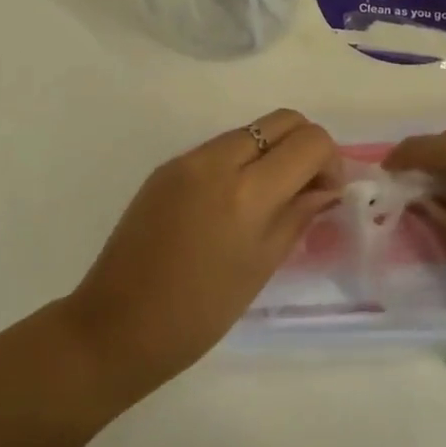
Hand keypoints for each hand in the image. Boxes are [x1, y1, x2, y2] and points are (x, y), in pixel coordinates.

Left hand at [66, 109, 341, 396]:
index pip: (309, 141)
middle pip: (282, 120)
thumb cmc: (198, 313)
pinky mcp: (166, 167)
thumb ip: (298, 215)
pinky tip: (233, 205)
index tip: (326, 194)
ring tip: (270, 199)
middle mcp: (216, 161)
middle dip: (305, 146)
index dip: (330, 161)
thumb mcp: (260, 266)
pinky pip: (219, 148)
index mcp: (245, 192)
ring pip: (250, 131)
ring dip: (272, 153)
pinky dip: (241, 162)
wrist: (116, 326)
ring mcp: (187, 160)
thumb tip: (326, 188)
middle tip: (306, 188)